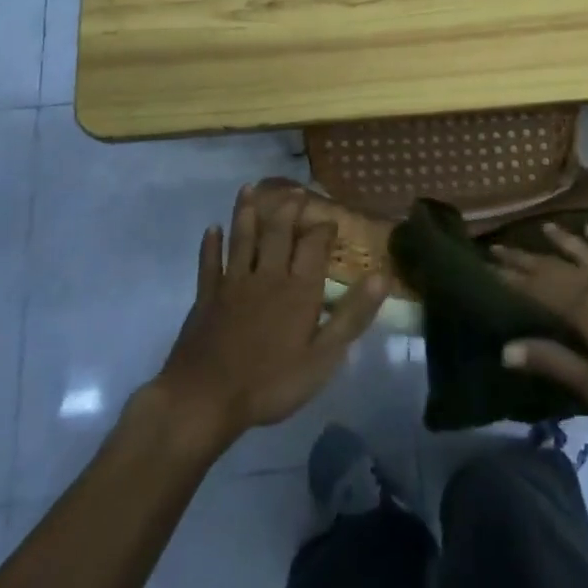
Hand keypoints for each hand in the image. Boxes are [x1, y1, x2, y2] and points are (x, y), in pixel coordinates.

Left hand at [151, 185, 388, 449]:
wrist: (205, 399)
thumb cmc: (271, 383)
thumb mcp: (323, 357)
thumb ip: (352, 315)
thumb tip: (382, 276)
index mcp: (298, 289)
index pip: (314, 246)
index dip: (323, 228)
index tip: (330, 218)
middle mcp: (267, 276)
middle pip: (278, 233)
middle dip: (287, 209)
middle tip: (294, 191)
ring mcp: (233, 284)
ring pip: (242, 239)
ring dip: (246, 213)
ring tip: (249, 189)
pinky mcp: (206, 297)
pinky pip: (209, 264)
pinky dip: (211, 245)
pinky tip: (211, 230)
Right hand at [494, 222, 587, 449]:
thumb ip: (555, 363)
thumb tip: (506, 349)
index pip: (539, 288)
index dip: (510, 277)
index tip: (484, 264)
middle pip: (557, 266)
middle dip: (525, 258)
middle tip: (496, 247)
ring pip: (586, 251)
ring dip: (560, 241)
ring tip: (538, 229)